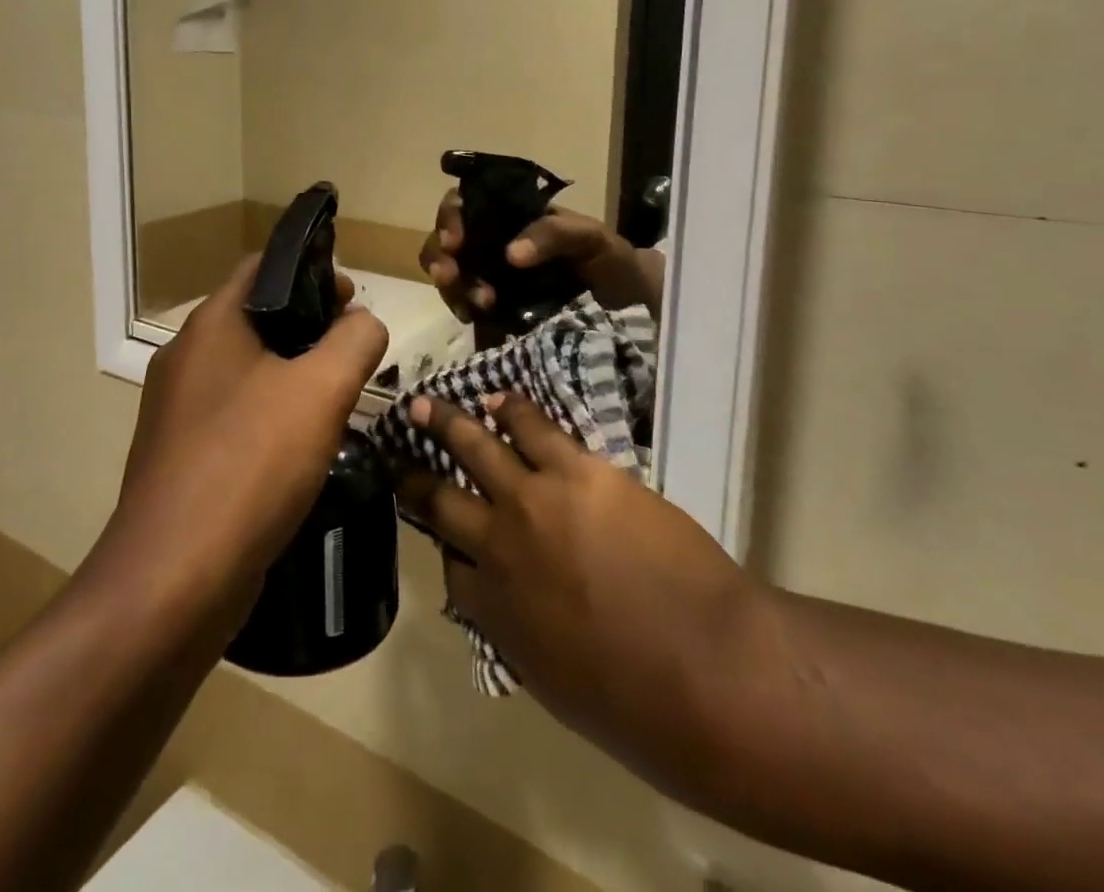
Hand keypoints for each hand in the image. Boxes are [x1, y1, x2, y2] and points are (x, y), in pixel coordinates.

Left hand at [105, 258, 387, 629]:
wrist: (172, 581)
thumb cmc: (249, 465)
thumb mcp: (321, 390)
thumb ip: (355, 341)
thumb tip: (363, 323)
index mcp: (211, 326)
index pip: (263, 268)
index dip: (312, 271)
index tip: (353, 298)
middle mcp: (187, 358)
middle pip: (258, 319)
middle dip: (311, 326)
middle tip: (356, 351)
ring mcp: (179, 411)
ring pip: (250, 371)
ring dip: (295, 374)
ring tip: (340, 398)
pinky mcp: (184, 457)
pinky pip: (238, 417)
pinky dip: (274, 416)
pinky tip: (306, 447)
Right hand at [396, 393, 753, 759]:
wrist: (707, 667)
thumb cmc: (638, 703)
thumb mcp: (557, 684)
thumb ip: (522, 636)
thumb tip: (512, 607)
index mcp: (493, 609)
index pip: (451, 569)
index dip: (447, 548)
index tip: (446, 536)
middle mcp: (498, 545)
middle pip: (441, 499)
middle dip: (413, 474)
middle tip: (396, 451)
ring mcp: (535, 499)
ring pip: (477, 447)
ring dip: (448, 423)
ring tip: (427, 403)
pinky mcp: (578, 470)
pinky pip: (535, 428)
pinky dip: (513, 410)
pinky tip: (499, 399)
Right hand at [417, 193, 663, 317]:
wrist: (631, 310)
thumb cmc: (612, 262)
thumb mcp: (591, 238)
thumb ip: (555, 233)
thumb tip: (510, 254)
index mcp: (512, 217)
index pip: (467, 204)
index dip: (451, 217)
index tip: (455, 239)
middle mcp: (493, 242)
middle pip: (446, 239)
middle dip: (439, 255)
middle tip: (450, 275)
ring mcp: (491, 276)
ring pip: (449, 273)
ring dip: (451, 285)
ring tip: (476, 303)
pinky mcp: (494, 311)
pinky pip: (462, 304)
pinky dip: (460, 307)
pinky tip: (473, 316)